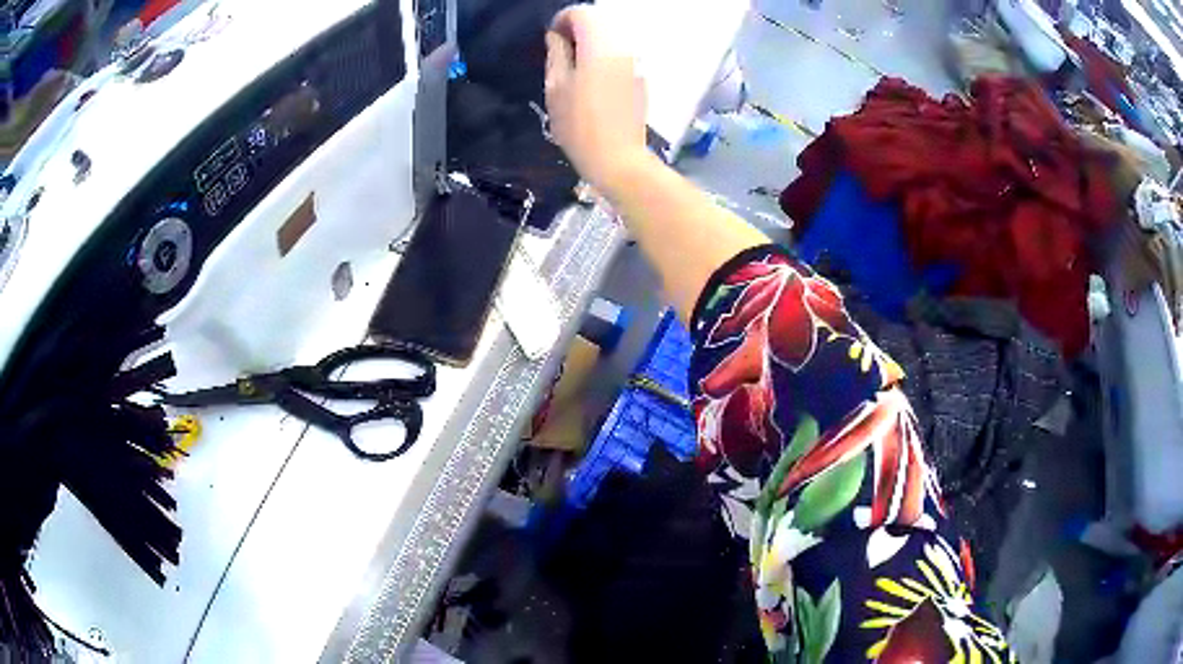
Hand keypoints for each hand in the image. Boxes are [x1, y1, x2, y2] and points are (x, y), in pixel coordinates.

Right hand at [545, 5, 651, 195]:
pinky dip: (605, 56)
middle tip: (560, 52)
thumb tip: (557, 37)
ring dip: (591, 43)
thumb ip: (556, 54)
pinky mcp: (641, 77)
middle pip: (600, 22)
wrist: (618, 159)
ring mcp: (636, 62)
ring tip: (574, 68)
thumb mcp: (556, 87)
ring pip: (612, 38)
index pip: (582, 13)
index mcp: (599, 46)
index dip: (562, 20)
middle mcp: (623, 47)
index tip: (551, 39)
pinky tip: (593, 80)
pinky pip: (621, 55)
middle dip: (577, 30)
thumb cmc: (579, 125)